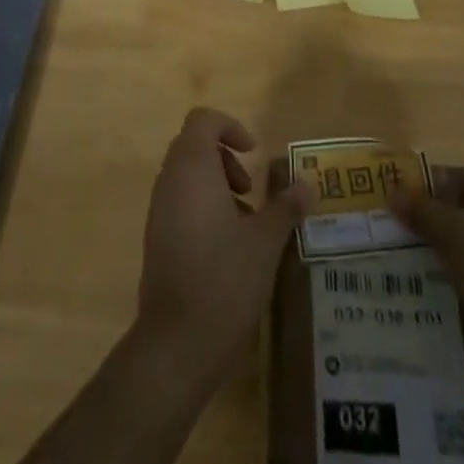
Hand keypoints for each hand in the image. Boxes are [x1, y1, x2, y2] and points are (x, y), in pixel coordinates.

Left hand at [135, 108, 310, 382]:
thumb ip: (285, 207)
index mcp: (192, 168)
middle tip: (251, 190)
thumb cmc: (225, 279)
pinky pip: (180, 203)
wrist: (177, 343)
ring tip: (247, 223)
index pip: (203, 120)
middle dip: (226, 158)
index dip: (230, 127)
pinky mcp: (157, 238)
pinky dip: (204, 208)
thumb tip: (306, 185)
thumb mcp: (266, 241)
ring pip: (187, 176)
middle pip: (194, 145)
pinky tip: (229, 247)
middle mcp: (170, 180)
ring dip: (218, 186)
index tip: (253, 153)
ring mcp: (159, 210)